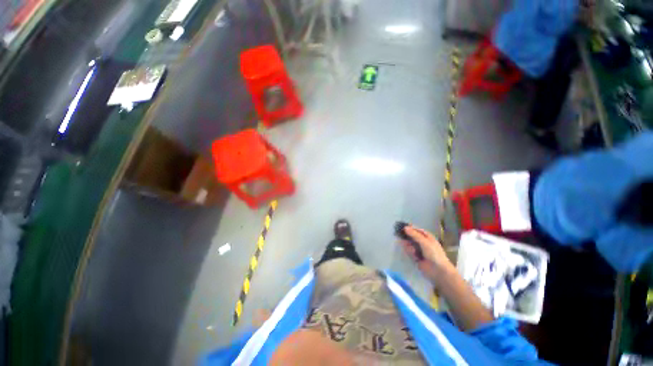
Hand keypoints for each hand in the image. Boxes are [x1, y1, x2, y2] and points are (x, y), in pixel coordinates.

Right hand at [399, 225, 454, 281]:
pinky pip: (410, 252)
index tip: (402, 227)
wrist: (438, 271)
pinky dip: (409, 251)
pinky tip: (412, 254)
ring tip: (408, 246)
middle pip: (412, 237)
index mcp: (428, 237)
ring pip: (410, 244)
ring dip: (408, 245)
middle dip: (407, 236)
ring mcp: (419, 250)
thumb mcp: (425, 242)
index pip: (417, 230)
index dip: (411, 228)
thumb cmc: (434, 254)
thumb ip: (414, 235)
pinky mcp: (416, 257)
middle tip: (399, 234)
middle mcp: (423, 243)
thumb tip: (405, 227)